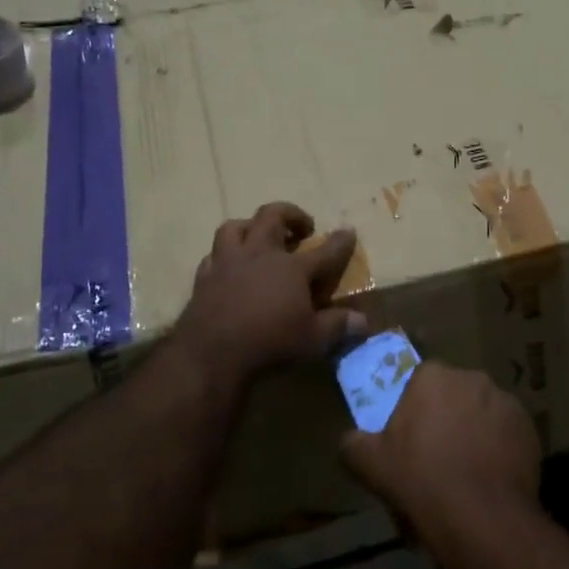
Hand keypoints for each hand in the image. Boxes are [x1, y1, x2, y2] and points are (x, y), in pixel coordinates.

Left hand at [176, 202, 365, 387]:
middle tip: (301, 227)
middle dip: (291, 214)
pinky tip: (229, 267)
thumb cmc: (270, 343)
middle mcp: (260, 255)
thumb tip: (363, 321)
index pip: (324, 251)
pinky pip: (213, 256)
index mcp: (292, 268)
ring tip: (258, 236)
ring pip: (235, 227)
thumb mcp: (313, 339)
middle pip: (273, 216)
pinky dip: (224, 257)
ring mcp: (228, 263)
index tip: (349, 231)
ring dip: (250, 227)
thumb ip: (338, 326)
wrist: (212, 354)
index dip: (340, 242)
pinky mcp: (205, 277)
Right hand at [341, 361, 541, 550]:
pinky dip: (499, 447)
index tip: (409, 436)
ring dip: (474, 430)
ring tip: (467, 469)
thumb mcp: (370, 465)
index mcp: (433, 377)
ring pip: (482, 411)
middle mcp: (472, 378)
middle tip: (436, 454)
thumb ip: (353, 444)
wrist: (481, 518)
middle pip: (453, 393)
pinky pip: (507, 433)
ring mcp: (505, 401)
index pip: (419, 380)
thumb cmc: (420, 481)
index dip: (413, 408)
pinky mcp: (529, 428)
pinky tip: (490, 477)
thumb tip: (350, 439)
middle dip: (446, 415)